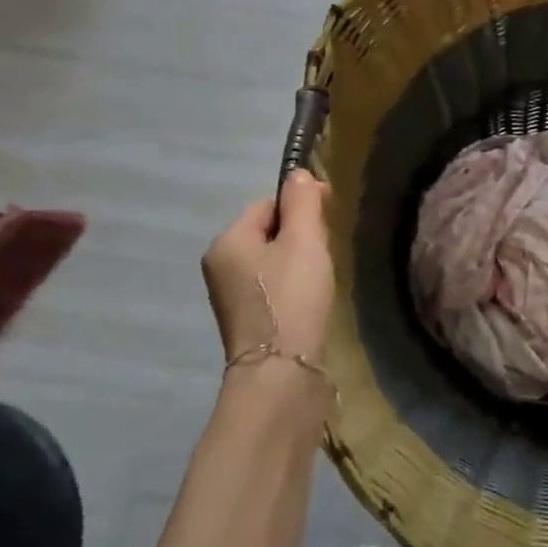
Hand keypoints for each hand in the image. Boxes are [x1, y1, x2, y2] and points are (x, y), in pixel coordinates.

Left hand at [202, 172, 334, 372]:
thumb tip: (299, 173)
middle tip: (324, 255)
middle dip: (300, 237)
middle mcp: (220, 265)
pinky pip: (272, 286)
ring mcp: (231, 296)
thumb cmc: (292, 298)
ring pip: (272, 260)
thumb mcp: (304, 240)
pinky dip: (293, 287)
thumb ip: (303, 202)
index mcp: (226, 241)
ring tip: (319, 281)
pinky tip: (310, 301)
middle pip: (269, 231)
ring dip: (299, 263)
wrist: (282, 373)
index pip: (267, 203)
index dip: (300, 207)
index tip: (328, 223)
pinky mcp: (247, 320)